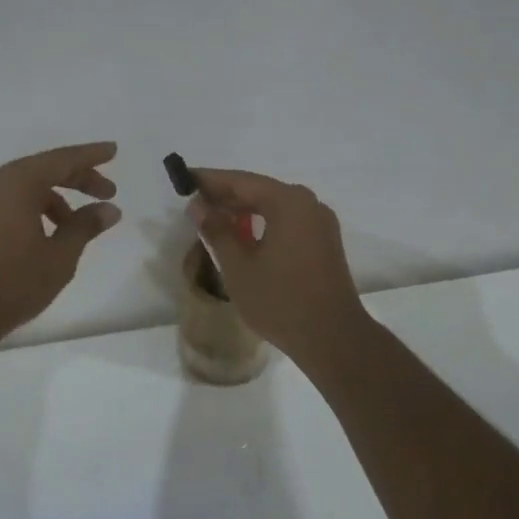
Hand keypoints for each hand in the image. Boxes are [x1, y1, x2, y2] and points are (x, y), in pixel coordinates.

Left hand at [0, 142, 121, 343]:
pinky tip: (47, 235)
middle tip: (107, 193)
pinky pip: (9, 202)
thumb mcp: (59, 256)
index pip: (62, 159)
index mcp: (17, 182)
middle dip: (78, 179)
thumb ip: (85, 227)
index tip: (113, 150)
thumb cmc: (11, 283)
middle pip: (43, 170)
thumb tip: (109, 209)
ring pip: (25, 188)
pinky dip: (33, 209)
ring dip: (55, 199)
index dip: (91, 156)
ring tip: (78, 226)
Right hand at [189, 168, 372, 367]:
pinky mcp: (325, 242)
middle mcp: (308, 203)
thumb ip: (217, 231)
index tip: (185, 179)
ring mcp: (320, 222)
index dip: (210, 180)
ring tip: (214, 221)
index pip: (241, 181)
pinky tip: (244, 237)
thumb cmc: (281, 301)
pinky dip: (263, 224)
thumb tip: (199, 206)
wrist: (333, 338)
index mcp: (288, 202)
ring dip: (244, 211)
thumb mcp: (239, 267)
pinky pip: (288, 221)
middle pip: (260, 190)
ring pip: (274, 206)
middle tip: (195, 203)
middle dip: (226, 196)